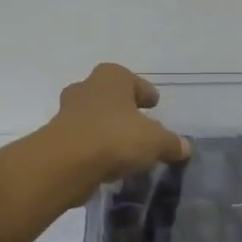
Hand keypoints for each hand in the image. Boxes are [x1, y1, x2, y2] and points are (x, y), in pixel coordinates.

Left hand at [43, 63, 189, 198]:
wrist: (66, 163)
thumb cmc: (115, 138)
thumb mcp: (155, 142)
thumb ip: (171, 143)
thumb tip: (184, 147)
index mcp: (112, 78)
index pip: (134, 81)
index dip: (145, 93)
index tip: (153, 105)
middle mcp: (87, 88)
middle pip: (110, 97)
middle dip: (123, 110)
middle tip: (138, 125)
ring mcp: (67, 112)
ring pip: (94, 118)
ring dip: (107, 130)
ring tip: (125, 149)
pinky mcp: (57, 138)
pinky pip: (83, 140)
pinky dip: (95, 149)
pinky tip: (108, 164)